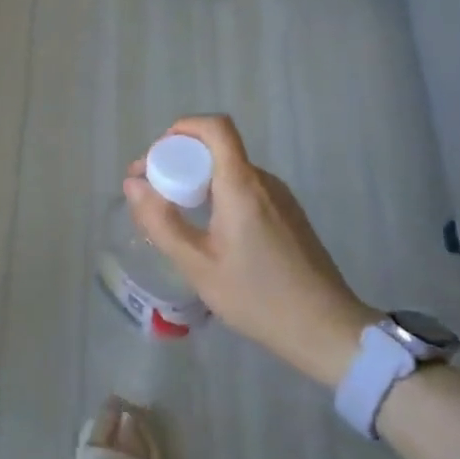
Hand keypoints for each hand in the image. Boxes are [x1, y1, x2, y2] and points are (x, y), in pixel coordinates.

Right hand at [124, 116, 376, 387]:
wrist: (327, 330)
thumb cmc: (258, 298)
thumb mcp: (198, 265)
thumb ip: (161, 222)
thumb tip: (133, 184)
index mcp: (241, 185)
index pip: (215, 127)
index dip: (182, 129)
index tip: (156, 158)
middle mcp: (263, 181)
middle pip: (217, 149)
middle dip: (179, 161)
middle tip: (151, 193)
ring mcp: (280, 197)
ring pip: (229, 171)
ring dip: (197, 181)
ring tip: (173, 215)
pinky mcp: (288, 215)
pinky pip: (245, 189)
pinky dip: (218, 196)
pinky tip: (207, 232)